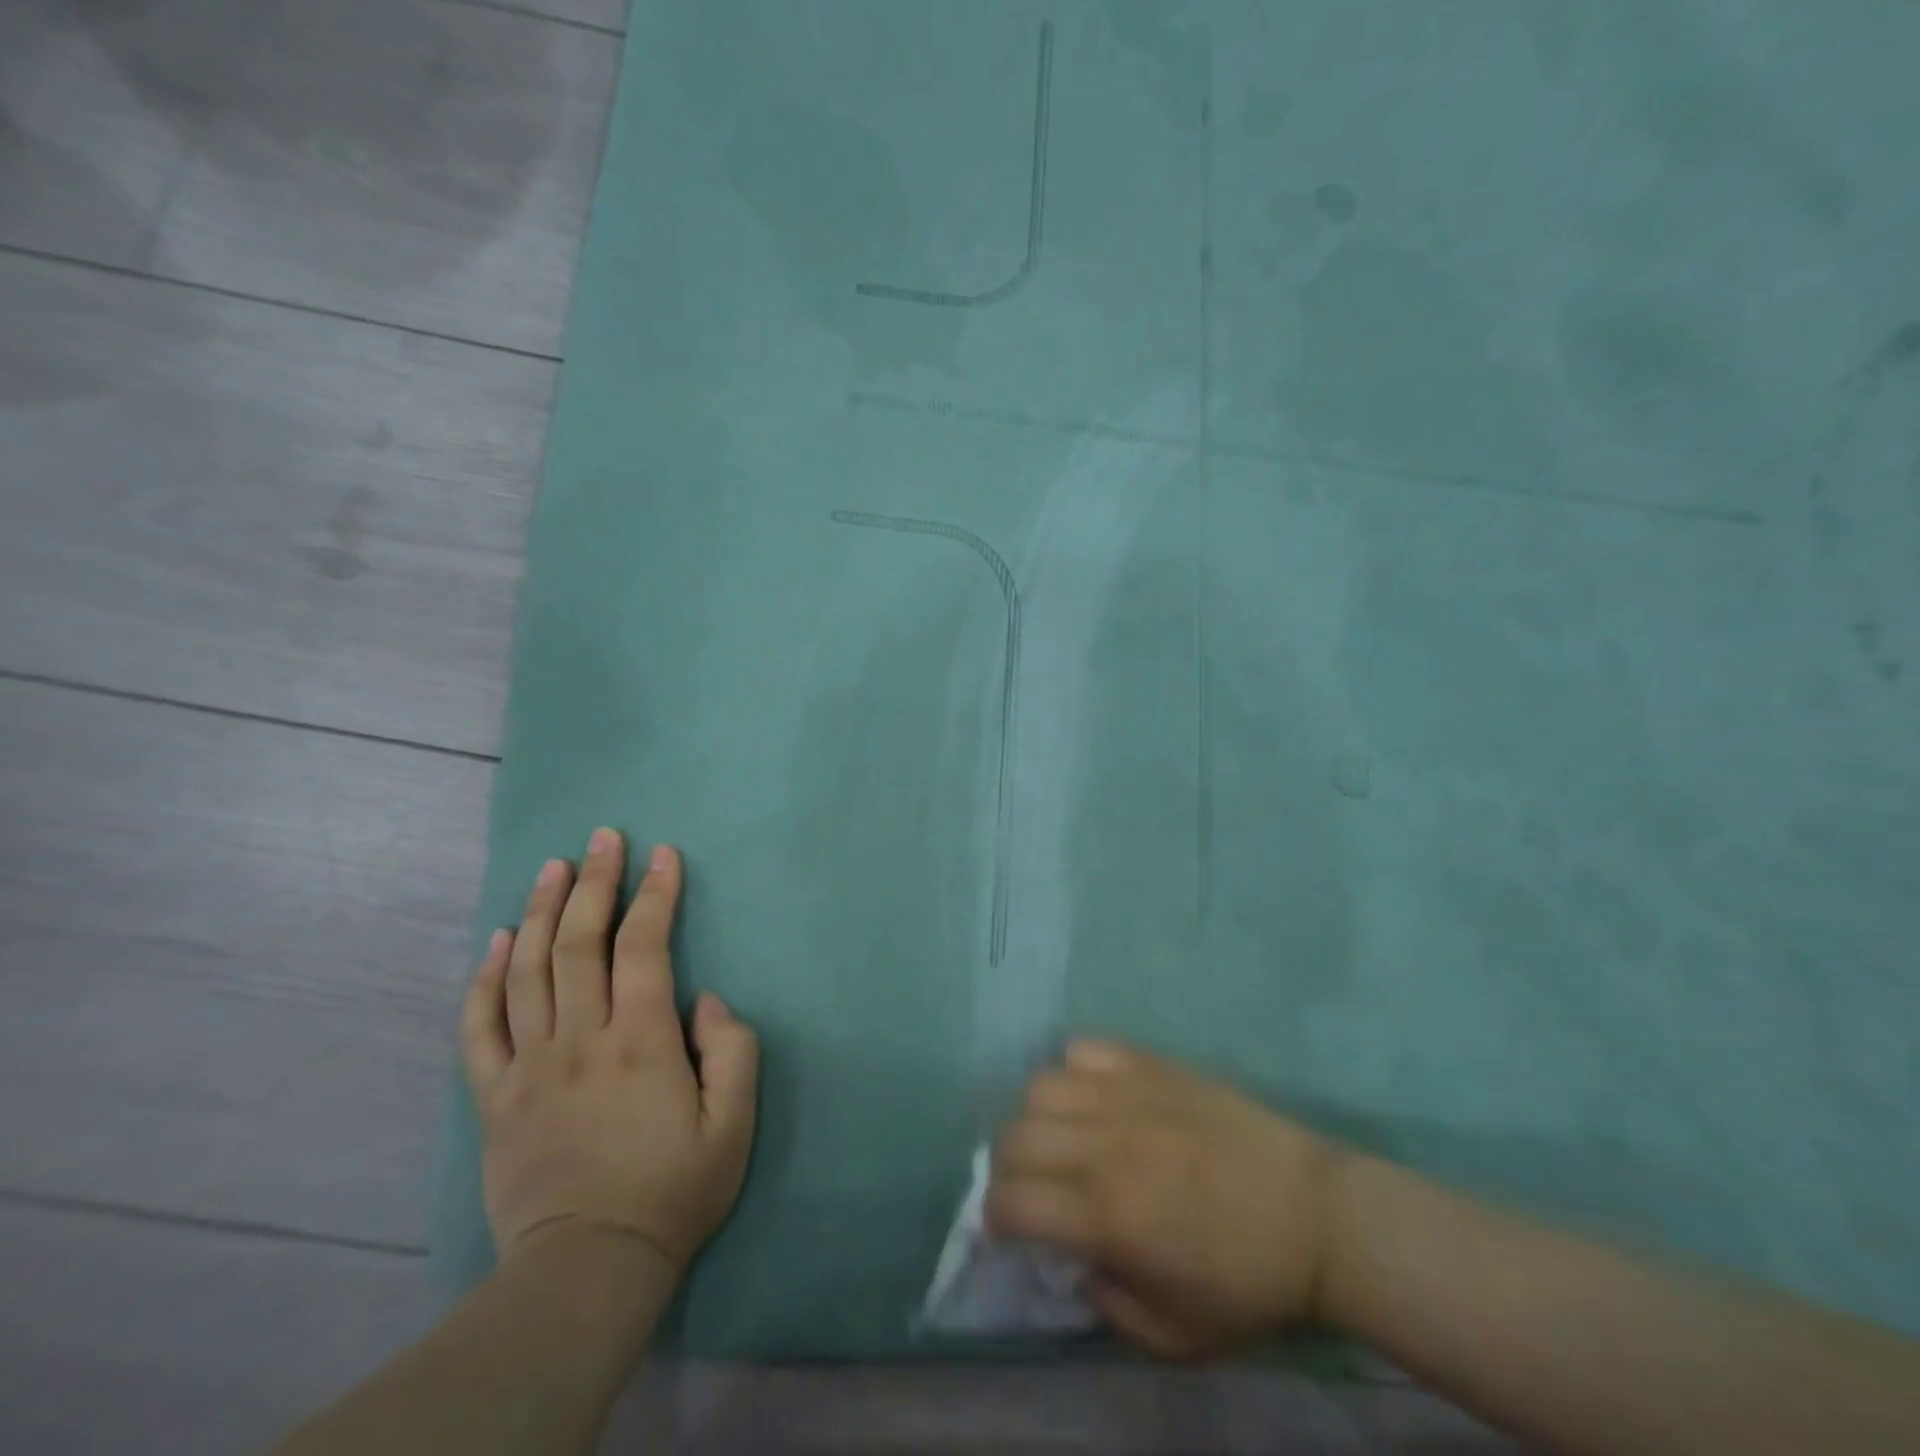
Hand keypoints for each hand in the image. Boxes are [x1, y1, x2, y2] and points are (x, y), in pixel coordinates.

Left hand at [461, 829, 758, 1273]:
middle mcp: (580, 1038)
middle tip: (604, 837)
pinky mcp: (496, 1097)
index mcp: (640, 1040)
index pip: (643, 946)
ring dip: (542, 911)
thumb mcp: (734, 1124)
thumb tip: (704, 999)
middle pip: (580, 942)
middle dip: (595, 882)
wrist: (587, 1270)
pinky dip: (485, 978)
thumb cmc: (673, 1191)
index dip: (654, 894)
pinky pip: (481, 1026)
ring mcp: (530, 1066)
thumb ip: (733, 1049)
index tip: (663, 855)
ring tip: (553, 867)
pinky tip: (498, 940)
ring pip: (528, 970)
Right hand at [987, 1040, 1342, 1358]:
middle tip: (1031, 1187)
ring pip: (1040, 1085)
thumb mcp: (1176, 1337)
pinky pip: (1085, 1049)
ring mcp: (1127, 1095)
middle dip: (1005, 1168)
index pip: (1012, 1202)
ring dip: (1034, 1117)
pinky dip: (1074, 1071)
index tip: (1008, 1230)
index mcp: (1109, 1216)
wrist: (1316, 1215)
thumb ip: (1108, 1305)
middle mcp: (1105, 1145)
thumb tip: (1072, 1260)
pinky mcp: (1151, 1064)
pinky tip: (1093, 1097)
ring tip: (1059, 1138)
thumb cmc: (1249, 1284)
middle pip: (1014, 1136)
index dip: (994, 1219)